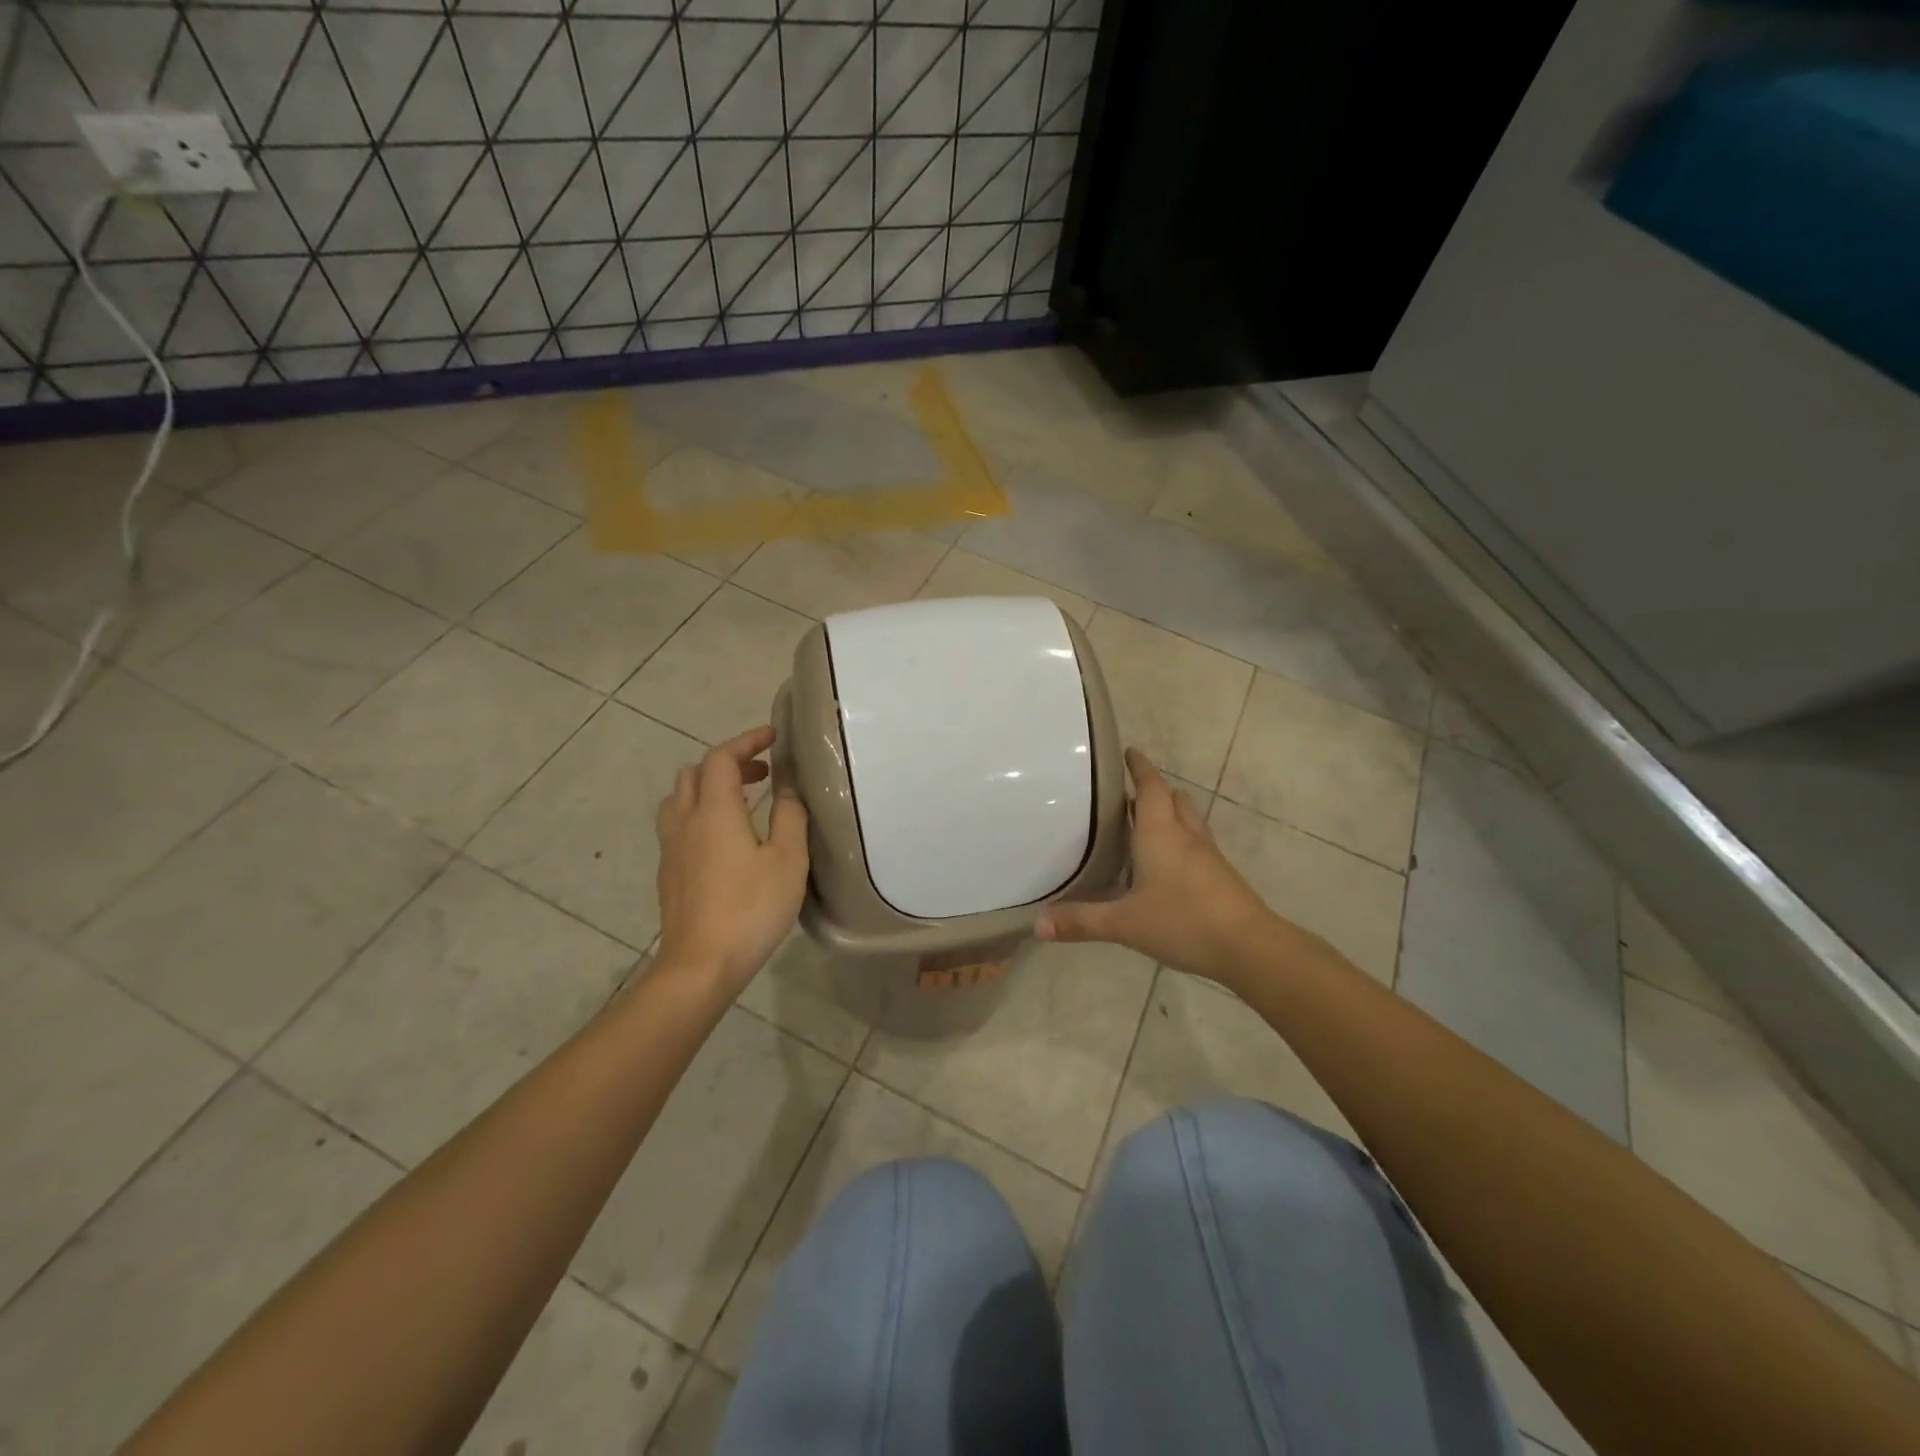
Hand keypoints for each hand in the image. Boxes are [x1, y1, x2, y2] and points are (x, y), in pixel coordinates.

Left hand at [654, 726, 808, 996]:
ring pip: (680, 798)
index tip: (772, 737)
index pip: (722, 758)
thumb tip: (788, 788)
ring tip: (740, 800)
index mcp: (715, 811)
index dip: (746, 741)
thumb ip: (790, 816)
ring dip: (708, 787)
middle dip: (729, 762)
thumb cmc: (751, 909)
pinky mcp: (668, 872)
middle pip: (695, 773)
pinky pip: (677, 824)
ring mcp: (671, 848)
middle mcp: (685, 821)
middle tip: (762, 772)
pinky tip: (723, 838)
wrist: (700, 965)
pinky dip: (700, 812)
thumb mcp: (788, 860)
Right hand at [1036, 748, 1276, 984]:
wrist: (1249, 946)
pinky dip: (1182, 842)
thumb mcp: (1124, 924)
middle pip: (1174, 799)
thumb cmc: (1183, 921)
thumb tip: (1038, 925)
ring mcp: (1208, 855)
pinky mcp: (1221, 876)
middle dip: (1155, 791)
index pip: (1151, 787)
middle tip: (1130, 796)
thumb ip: (1081, 922)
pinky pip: (1198, 846)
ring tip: (1148, 826)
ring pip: (1190, 821)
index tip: (1130, 752)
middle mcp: (1186, 836)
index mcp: (1160, 833)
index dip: (1140, 767)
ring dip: (1172, 814)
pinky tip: (1169, 866)